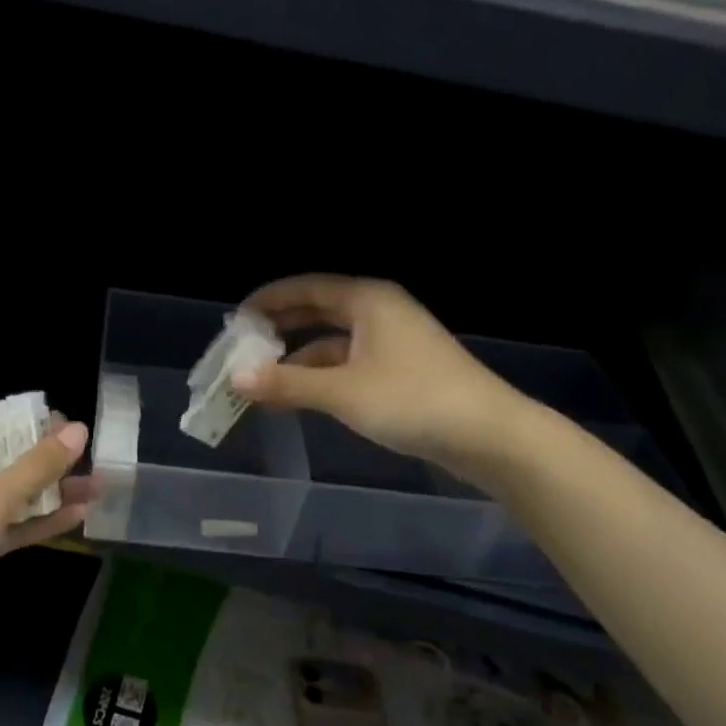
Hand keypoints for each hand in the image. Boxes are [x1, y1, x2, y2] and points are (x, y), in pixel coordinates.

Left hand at [0, 417, 96, 617]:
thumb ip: (38, 466)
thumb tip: (79, 429)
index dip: (32, 424)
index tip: (70, 429)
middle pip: (5, 460)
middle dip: (49, 463)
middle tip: (91, 460)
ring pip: (9, 496)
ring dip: (49, 494)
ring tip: (96, 488)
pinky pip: (5, 525)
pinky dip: (35, 522)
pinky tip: (76, 517)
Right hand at [232, 275, 536, 485]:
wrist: (491, 436)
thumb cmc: (414, 400)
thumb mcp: (343, 392)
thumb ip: (287, 384)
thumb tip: (236, 380)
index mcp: (366, 300)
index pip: (305, 288)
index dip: (267, 301)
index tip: (234, 321)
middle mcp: (378, 312)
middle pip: (317, 312)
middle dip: (279, 329)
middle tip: (242, 347)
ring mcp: (392, 342)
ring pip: (332, 342)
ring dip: (297, 359)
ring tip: (261, 379)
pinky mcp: (400, 372)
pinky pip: (347, 364)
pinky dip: (320, 377)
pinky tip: (298, 397)